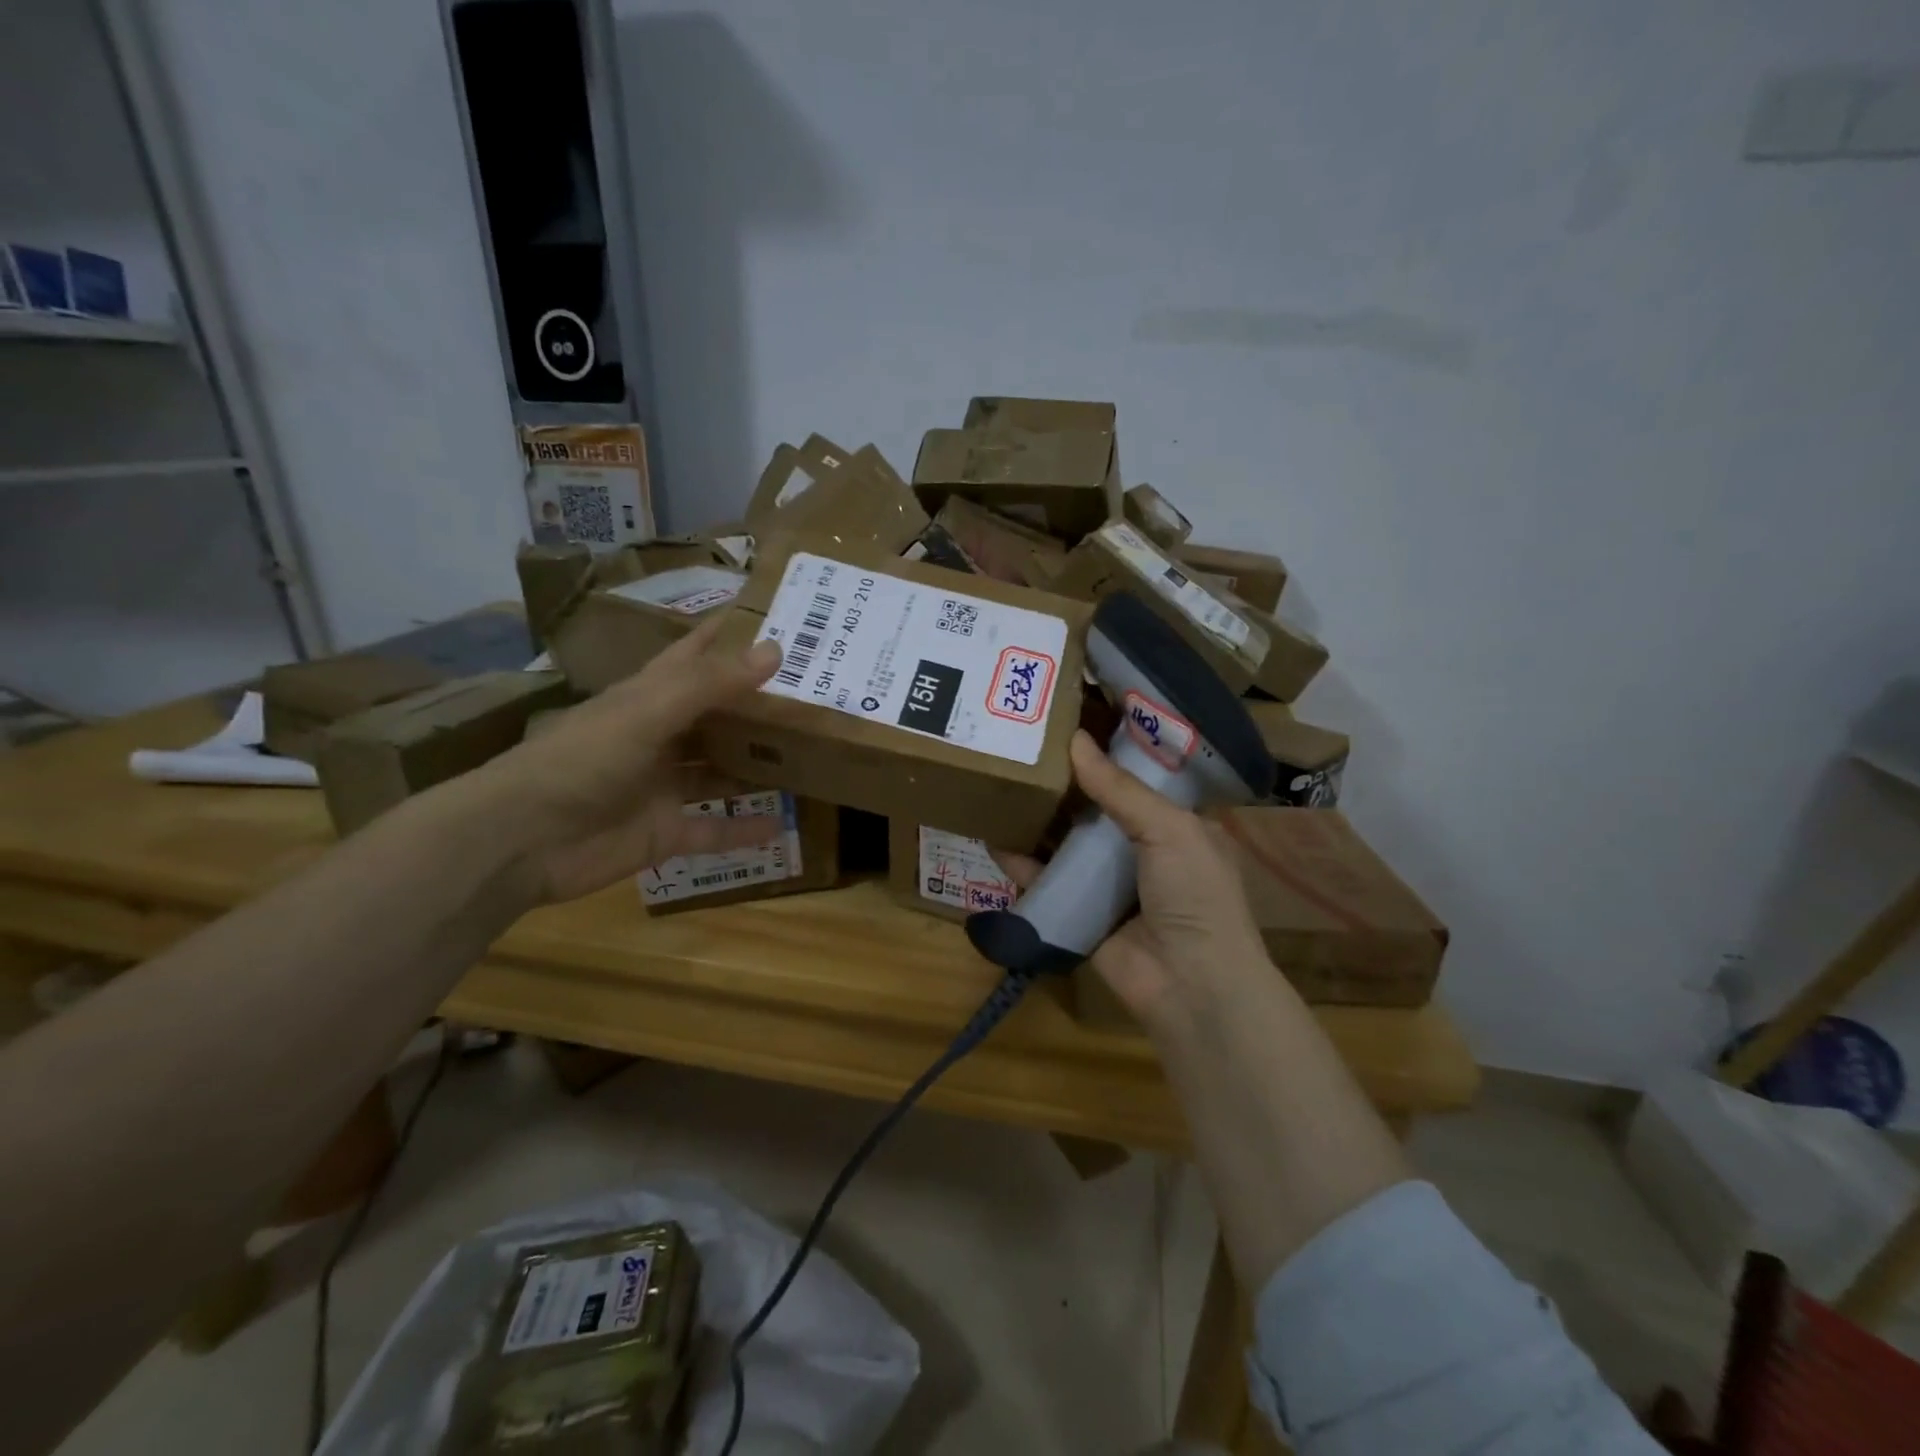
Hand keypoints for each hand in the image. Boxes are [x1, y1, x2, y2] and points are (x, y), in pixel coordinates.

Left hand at [470, 619, 783, 904]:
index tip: (777, 617)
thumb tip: (775, 649)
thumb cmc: (582, 760)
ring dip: (757, 766)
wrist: (520, 840)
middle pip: (717, 715)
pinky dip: (744, 829)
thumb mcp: (647, 712)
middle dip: (758, 705)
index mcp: (649, 697)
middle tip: (815, 692)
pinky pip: (714, 829)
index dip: (728, 635)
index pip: (694, 655)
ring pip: (720, 771)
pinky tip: (783, 826)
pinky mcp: (666, 832)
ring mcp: (664, 786)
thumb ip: (710, 684)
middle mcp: (661, 737)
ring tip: (811, 755)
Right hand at [997, 731, 1269, 1029]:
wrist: (1191, 986)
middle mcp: (1142, 851)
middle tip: (1024, 750)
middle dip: (1065, 786)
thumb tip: (1075, 740)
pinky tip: (994, 839)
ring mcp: (1109, 885)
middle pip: (1096, 810)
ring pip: (1067, 844)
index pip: (1138, 781)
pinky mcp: (1080, 914)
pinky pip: (1046, 882)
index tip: (1070, 725)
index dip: (1107, 755)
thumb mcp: (1169, 829)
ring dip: (1039, 821)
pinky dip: (1022, 864)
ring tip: (1003, 786)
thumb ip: (1120, 788)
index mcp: (1176, 827)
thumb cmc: (1195, 894)